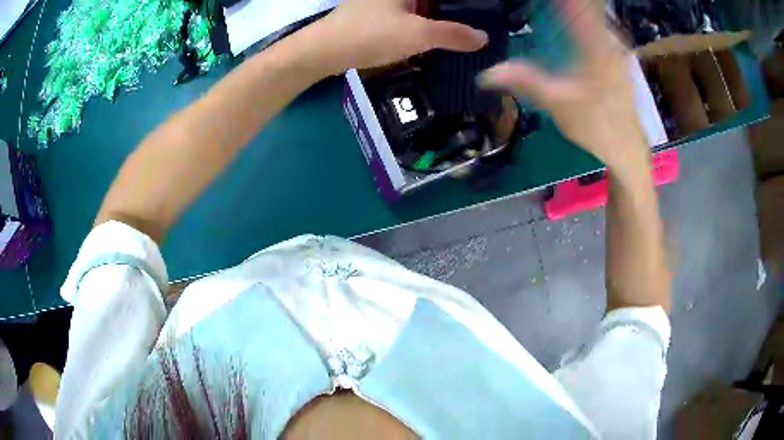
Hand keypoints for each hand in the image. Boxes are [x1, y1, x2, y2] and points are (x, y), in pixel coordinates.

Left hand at [312, 0, 487, 73]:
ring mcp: (384, 2)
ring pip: (421, 8)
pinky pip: (408, 16)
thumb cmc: (371, 34)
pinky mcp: (377, 14)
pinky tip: (434, 41)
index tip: (482, 16)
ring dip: (439, 21)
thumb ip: (454, 34)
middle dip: (454, 14)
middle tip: (476, 30)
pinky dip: (422, 26)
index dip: (466, 5)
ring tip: (462, 37)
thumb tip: (484, 37)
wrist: (323, 51)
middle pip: (434, 1)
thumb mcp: (419, 34)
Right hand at [480, 0, 647, 171]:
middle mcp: (609, 41)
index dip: (562, 0)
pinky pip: (598, 27)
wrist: (626, 147)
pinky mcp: (618, 57)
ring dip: (575, 9)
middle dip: (567, 2)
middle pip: (587, 8)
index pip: (577, 6)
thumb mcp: (556, 103)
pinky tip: (570, 23)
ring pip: (594, 16)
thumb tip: (486, 73)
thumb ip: (523, 81)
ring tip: (555, 8)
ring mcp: (616, 48)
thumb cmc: (595, 125)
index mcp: (596, 46)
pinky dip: (583, 20)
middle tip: (540, 3)